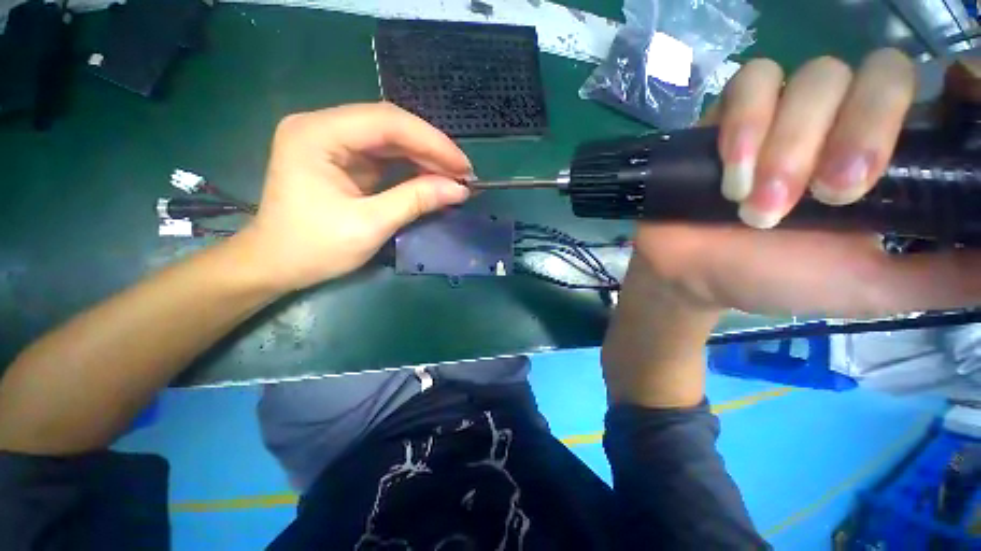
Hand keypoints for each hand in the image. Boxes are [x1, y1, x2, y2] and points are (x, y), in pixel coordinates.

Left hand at [236, 103, 471, 290]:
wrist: (275, 265)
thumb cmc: (313, 247)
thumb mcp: (369, 225)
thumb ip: (415, 201)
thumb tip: (459, 190)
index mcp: (317, 134)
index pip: (387, 122)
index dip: (432, 142)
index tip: (463, 166)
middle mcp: (323, 127)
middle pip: (390, 126)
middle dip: (431, 149)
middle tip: (463, 173)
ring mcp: (332, 142)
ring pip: (390, 140)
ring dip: (425, 158)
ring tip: (453, 177)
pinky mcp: (342, 160)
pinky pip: (385, 156)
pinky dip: (411, 168)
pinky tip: (431, 178)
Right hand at [633, 49, 980, 317]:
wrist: (691, 273)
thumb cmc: (774, 280)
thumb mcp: (871, 288)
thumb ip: (945, 276)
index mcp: (885, 156)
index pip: (935, 91)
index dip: (947, 93)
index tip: (921, 143)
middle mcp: (842, 120)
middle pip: (877, 73)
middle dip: (855, 133)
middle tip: (827, 197)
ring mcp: (783, 112)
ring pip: (813, 77)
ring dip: (789, 143)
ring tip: (757, 204)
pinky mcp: (729, 115)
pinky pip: (748, 82)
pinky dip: (744, 122)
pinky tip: (731, 169)